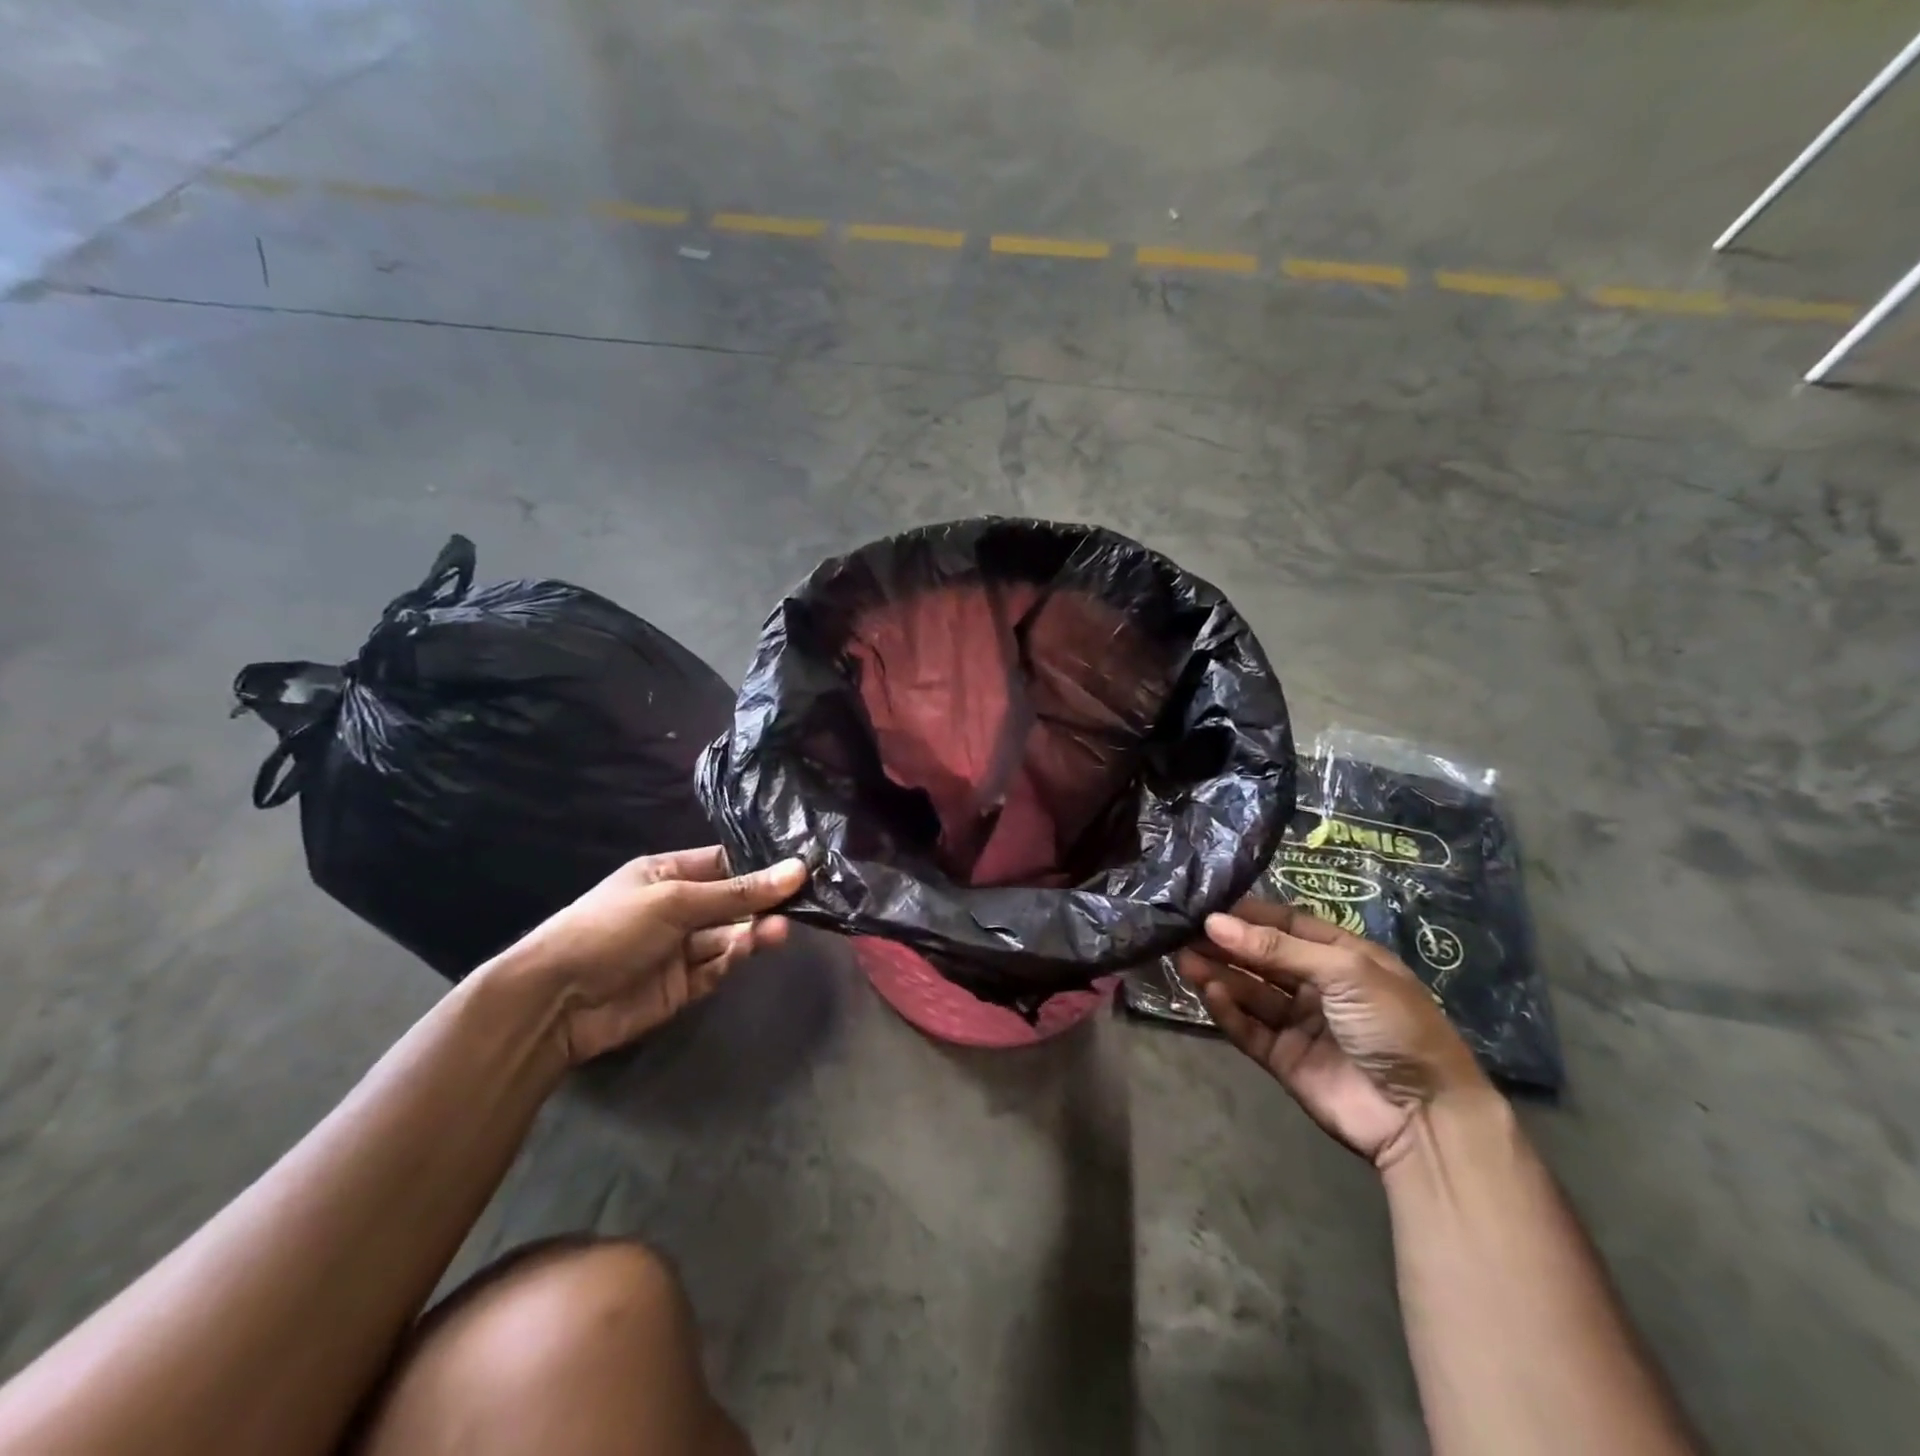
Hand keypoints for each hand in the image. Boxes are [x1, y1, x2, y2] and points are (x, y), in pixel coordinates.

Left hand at [484, 847, 807, 1064]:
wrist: (555, 1002)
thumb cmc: (611, 929)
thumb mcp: (676, 901)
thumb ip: (738, 891)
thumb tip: (798, 869)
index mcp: (668, 874)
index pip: (725, 864)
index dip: (761, 865)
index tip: (801, 867)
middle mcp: (677, 907)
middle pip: (733, 902)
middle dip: (762, 903)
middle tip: (800, 904)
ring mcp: (679, 948)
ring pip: (729, 935)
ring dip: (752, 932)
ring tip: (778, 931)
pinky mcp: (682, 986)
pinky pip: (716, 967)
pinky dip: (732, 960)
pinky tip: (743, 952)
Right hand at [1176, 900, 1490, 1168]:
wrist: (1425, 1117)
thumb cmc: (1394, 1024)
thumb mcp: (1344, 972)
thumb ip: (1277, 948)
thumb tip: (1215, 923)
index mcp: (1341, 956)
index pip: (1285, 925)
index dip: (1248, 915)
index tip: (1207, 905)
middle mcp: (1317, 985)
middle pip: (1261, 957)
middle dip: (1225, 944)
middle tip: (1182, 932)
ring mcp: (1299, 1023)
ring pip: (1249, 991)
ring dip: (1218, 974)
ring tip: (1183, 958)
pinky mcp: (1284, 1058)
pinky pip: (1248, 1028)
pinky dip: (1228, 1010)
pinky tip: (1209, 993)